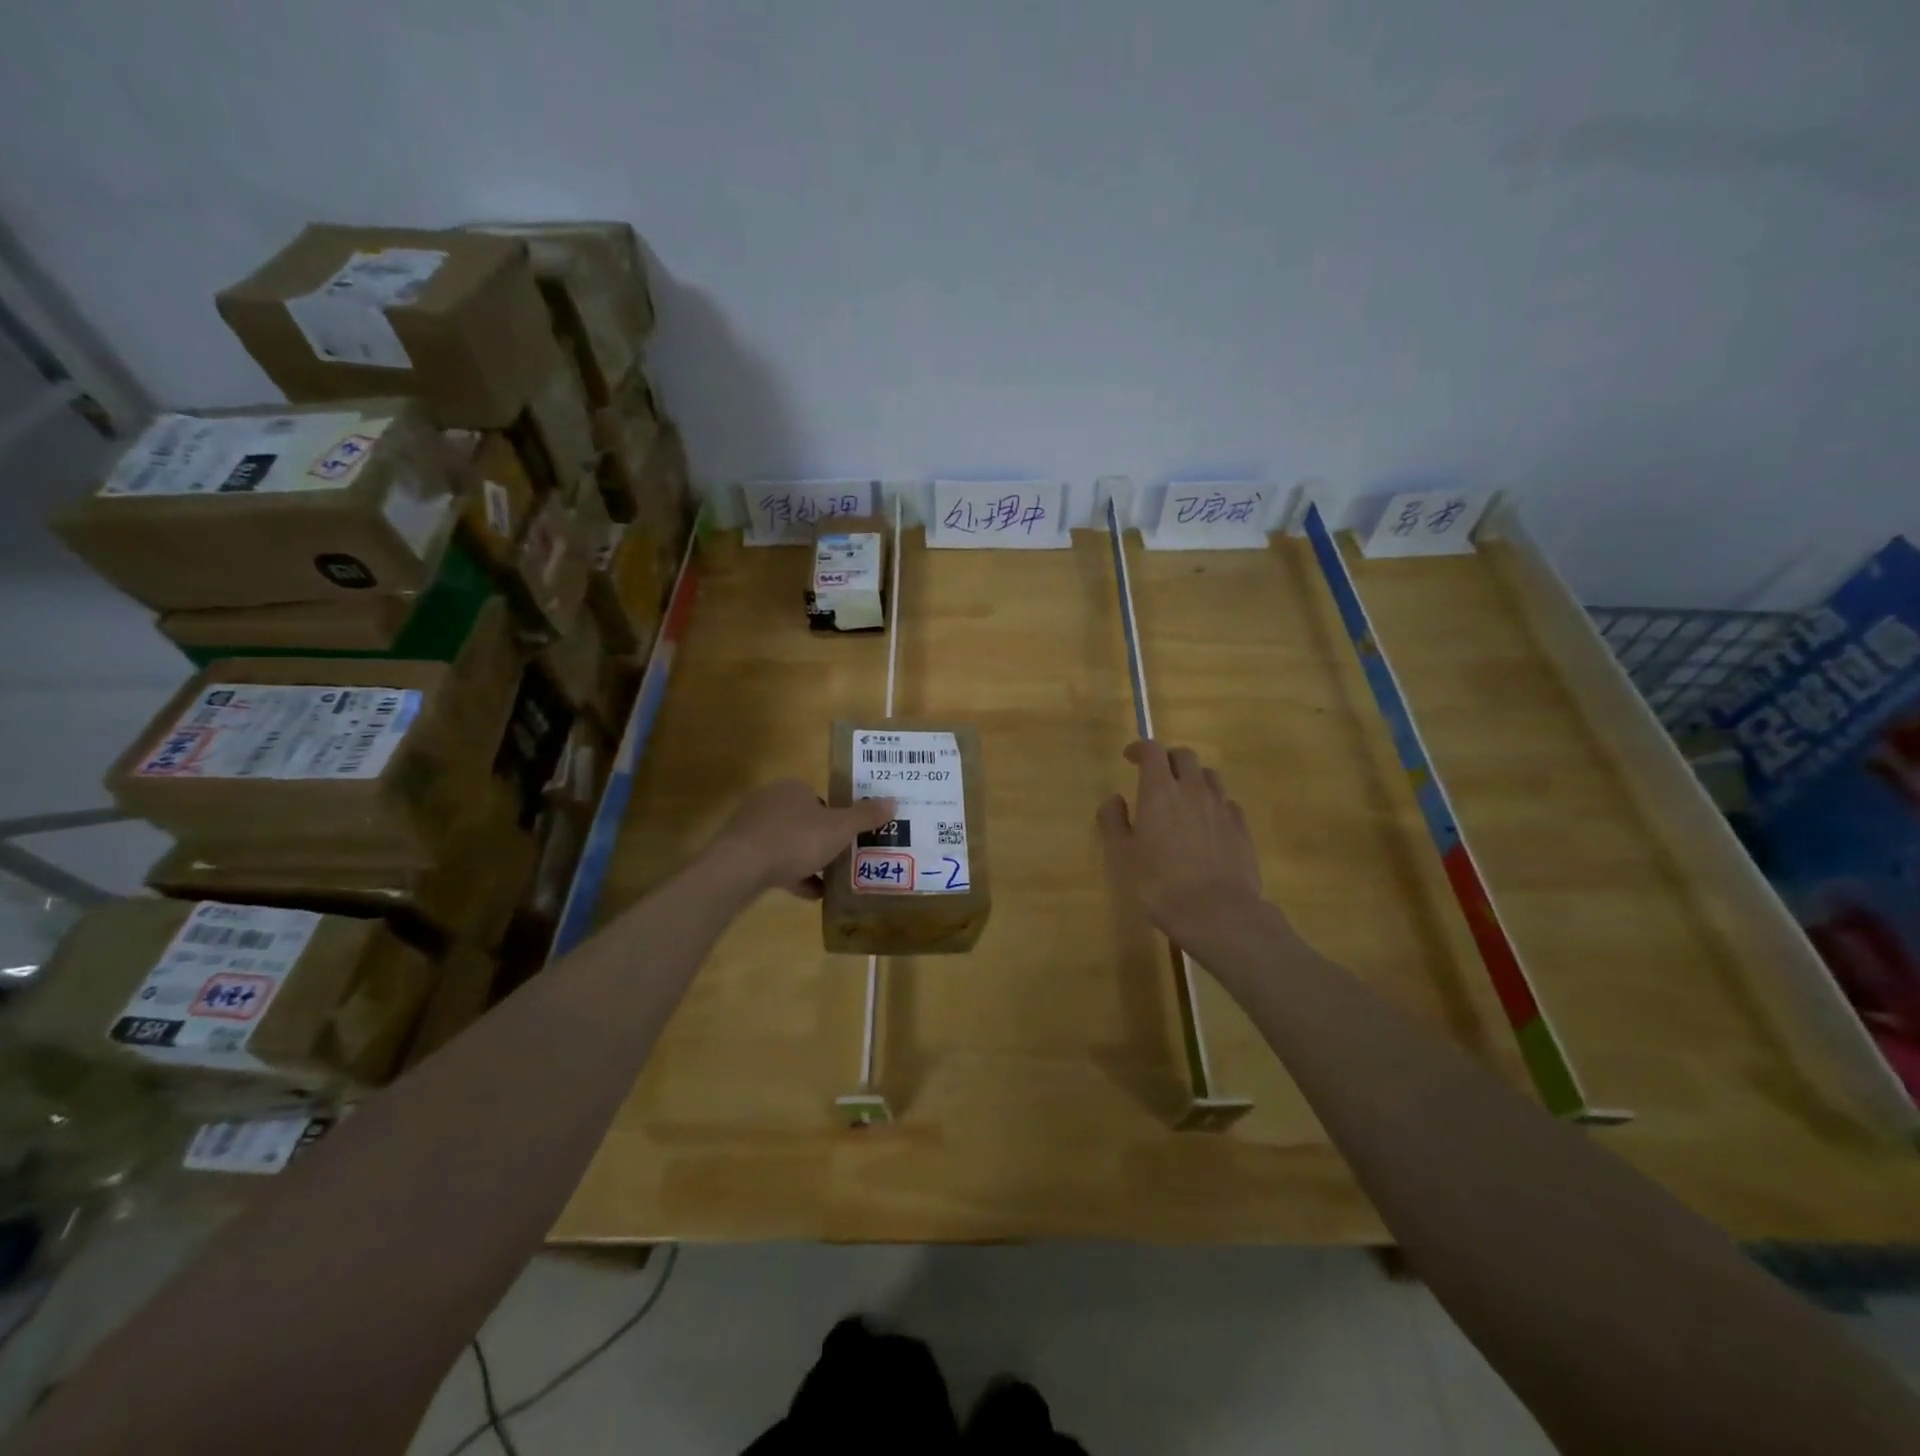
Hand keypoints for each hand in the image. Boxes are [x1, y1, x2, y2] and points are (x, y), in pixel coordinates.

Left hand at [704, 779, 896, 899]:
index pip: (821, 799)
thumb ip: (866, 816)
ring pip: (787, 842)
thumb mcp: (839, 829)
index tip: (848, 839)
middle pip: (804, 820)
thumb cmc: (795, 839)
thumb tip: (894, 801)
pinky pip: (772, 861)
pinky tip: (810, 894)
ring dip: (806, 859)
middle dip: (822, 840)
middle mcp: (770, 800)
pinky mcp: (740, 851)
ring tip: (829, 881)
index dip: (837, 818)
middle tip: (841, 859)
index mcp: (794, 788)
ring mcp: (751, 826)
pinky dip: (791, 875)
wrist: (740, 867)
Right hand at [1097, 741, 1262, 939]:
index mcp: (1160, 791)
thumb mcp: (1121, 855)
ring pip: (1209, 776)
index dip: (1140, 748)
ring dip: (1194, 777)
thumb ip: (1113, 821)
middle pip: (1184, 756)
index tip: (1130, 757)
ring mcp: (1222, 808)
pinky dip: (1214, 803)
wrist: (1216, 912)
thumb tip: (1114, 798)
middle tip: (1156, 775)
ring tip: (1184, 796)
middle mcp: (1193, 790)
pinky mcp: (1242, 828)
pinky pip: (1227, 802)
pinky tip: (1208, 823)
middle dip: (1168, 759)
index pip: (1152, 751)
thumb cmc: (1158, 883)